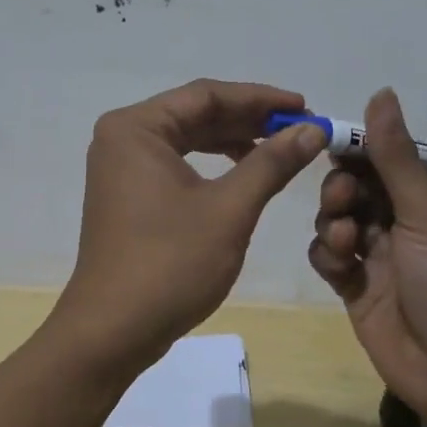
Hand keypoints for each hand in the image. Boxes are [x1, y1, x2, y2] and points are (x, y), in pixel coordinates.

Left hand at [55, 79, 328, 370]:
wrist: (113, 331)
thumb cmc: (170, 264)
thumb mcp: (230, 209)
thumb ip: (271, 162)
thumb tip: (313, 129)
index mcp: (137, 128)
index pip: (206, 95)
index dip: (260, 98)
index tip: (305, 107)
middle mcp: (124, 137)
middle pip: (195, 113)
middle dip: (249, 120)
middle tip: (300, 128)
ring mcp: (122, 167)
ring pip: (188, 139)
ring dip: (234, 141)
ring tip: (282, 148)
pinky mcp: (128, 194)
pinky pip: (177, 163)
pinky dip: (213, 165)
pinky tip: (246, 172)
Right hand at [306, 87, 426, 426]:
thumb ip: (395, 156)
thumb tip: (382, 92)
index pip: (394, 159)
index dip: (362, 150)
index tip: (330, 142)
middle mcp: (414, 224)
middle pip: (362, 187)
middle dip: (344, 188)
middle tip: (341, 199)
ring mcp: (386, 257)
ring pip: (342, 219)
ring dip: (335, 221)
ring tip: (344, 238)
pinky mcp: (363, 288)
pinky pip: (333, 257)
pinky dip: (330, 255)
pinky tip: (339, 264)